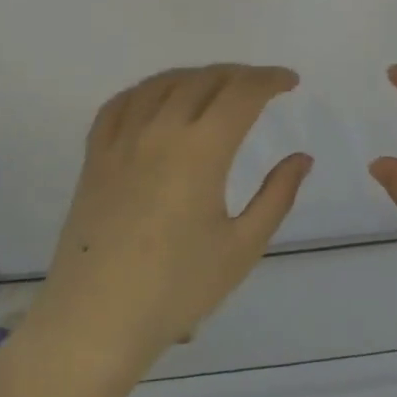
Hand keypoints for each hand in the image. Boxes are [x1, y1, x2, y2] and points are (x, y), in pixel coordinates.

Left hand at [0, 66, 311, 396]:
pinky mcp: (94, 159)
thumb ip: (277, 196)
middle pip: (203, 80)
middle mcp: (159, 132)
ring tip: (217, 86)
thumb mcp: (242, 247)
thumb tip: (301, 158)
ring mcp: (121, 143)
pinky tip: (158, 99)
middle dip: (239, 74)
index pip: (241, 94)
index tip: (290, 82)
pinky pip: (119, 105)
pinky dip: (147, 89)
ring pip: (161, 84)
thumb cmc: (177, 289)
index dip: (270, 80)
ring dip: (196, 75)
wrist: (96, 322)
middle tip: (262, 85)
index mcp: (200, 151)